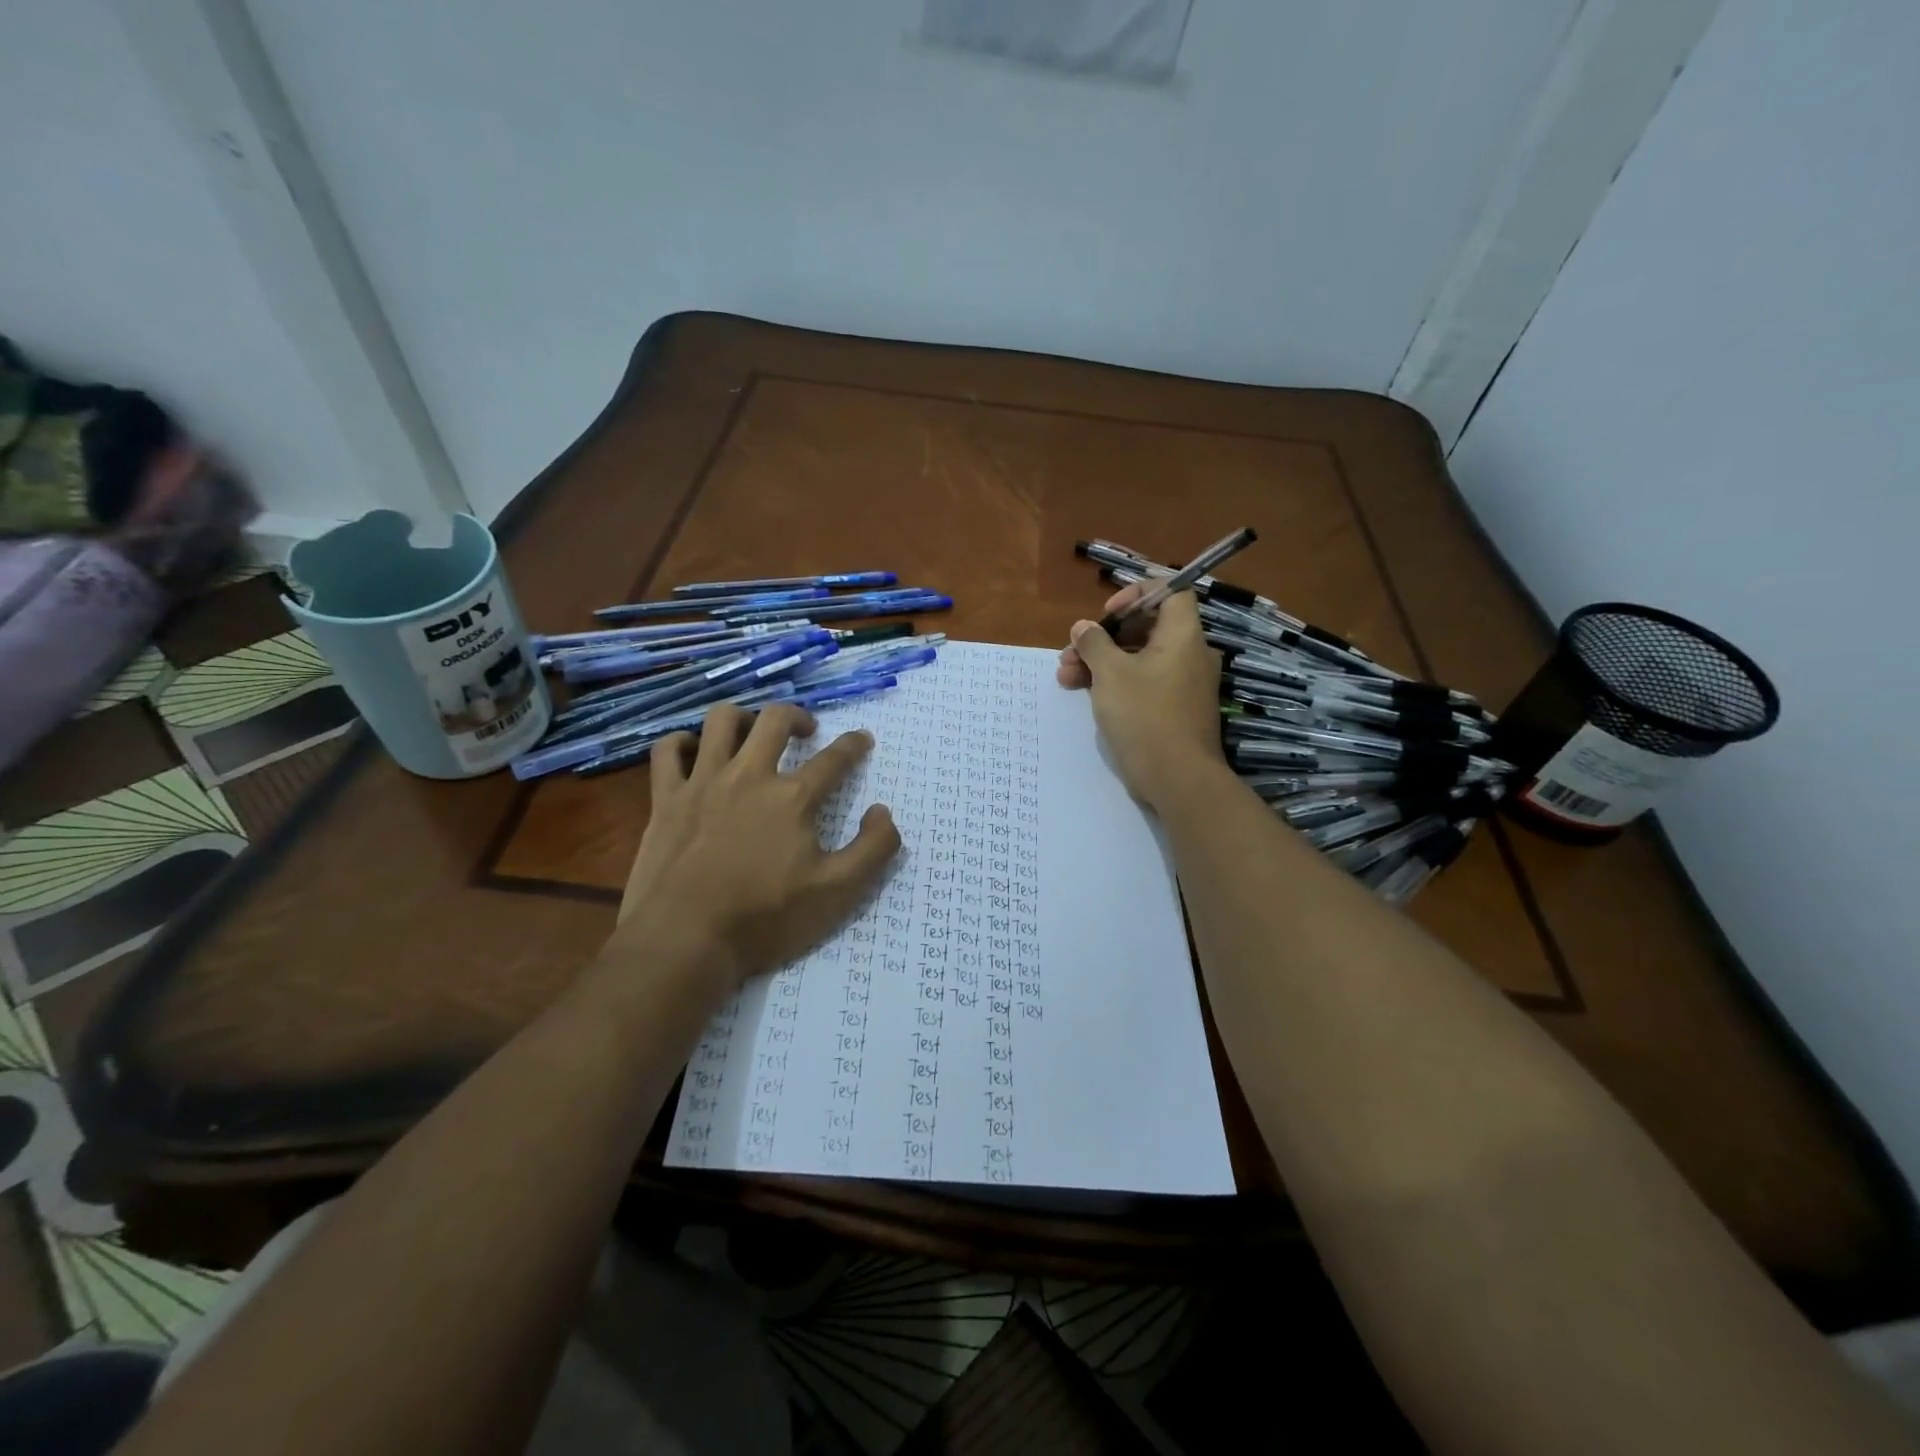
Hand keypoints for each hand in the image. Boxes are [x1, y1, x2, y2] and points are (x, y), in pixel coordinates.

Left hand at [612, 702, 899, 991]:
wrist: (686, 941)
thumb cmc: (766, 918)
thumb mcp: (838, 892)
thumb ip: (873, 849)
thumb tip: (882, 811)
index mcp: (793, 798)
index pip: (834, 758)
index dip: (854, 744)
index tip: (862, 739)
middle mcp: (749, 776)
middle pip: (775, 720)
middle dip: (797, 716)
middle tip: (806, 731)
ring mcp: (702, 783)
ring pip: (721, 721)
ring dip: (743, 717)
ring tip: (752, 732)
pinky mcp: (666, 799)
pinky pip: (668, 751)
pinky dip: (681, 743)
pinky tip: (693, 752)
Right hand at [1057, 584, 1225, 809]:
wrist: (1177, 778)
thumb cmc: (1145, 715)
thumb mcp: (1110, 673)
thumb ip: (1094, 643)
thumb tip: (1084, 627)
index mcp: (1182, 636)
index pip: (1171, 592)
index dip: (1138, 594)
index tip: (1108, 613)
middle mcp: (1188, 655)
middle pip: (1146, 628)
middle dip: (1104, 637)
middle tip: (1072, 652)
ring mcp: (1182, 685)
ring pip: (1139, 659)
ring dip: (1102, 662)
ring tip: (1066, 677)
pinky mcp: (1173, 710)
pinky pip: (1144, 683)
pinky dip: (1116, 683)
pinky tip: (1085, 694)